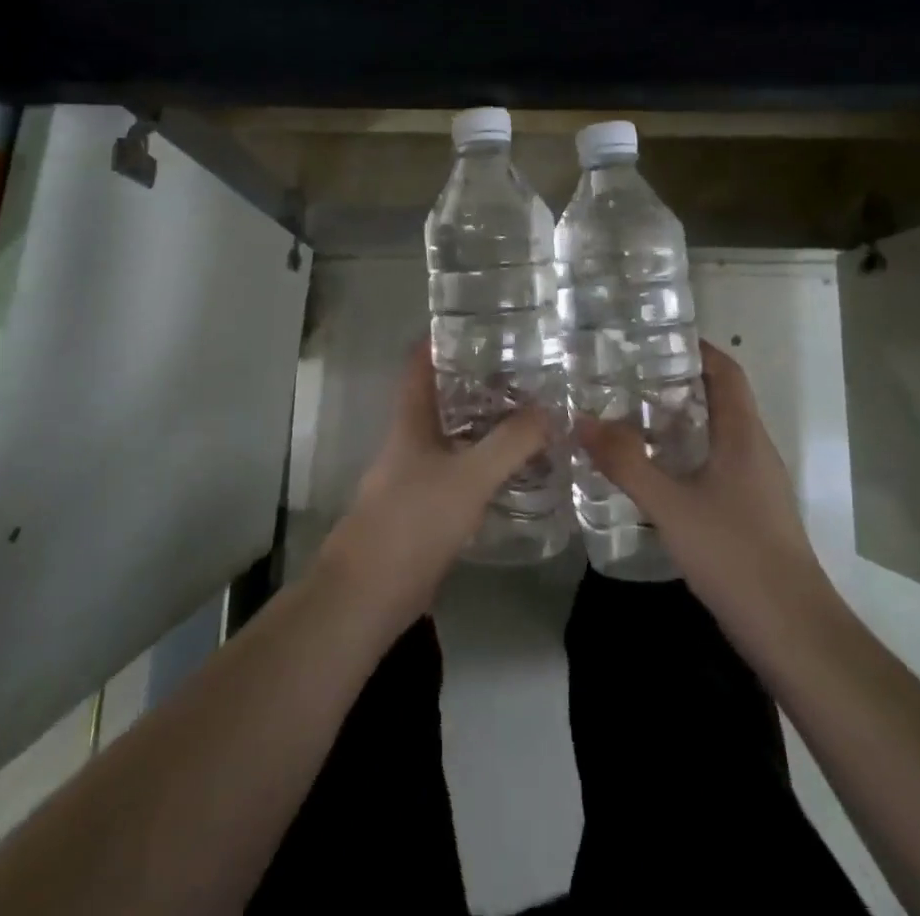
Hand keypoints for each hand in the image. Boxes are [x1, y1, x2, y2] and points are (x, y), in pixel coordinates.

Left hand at [317, 343, 548, 637]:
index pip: (419, 365)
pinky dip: (484, 464)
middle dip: (477, 382)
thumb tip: (550, 410)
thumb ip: (510, 443)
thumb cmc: (412, 521)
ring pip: (453, 437)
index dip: (440, 340)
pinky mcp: (424, 510)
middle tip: (524, 371)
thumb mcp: (469, 476)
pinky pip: (459, 473)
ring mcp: (414, 477)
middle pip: (441, 399)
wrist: (368, 595)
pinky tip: (514, 470)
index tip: (476, 324)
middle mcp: (410, 442)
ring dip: (485, 424)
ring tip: (530, 414)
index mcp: (410, 422)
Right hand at [579, 341, 841, 664]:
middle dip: (678, 382)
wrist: (794, 632)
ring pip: (718, 434)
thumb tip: (580, 420)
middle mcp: (755, 450)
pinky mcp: (752, 513)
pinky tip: (656, 472)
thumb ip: (625, 463)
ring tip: (632, 416)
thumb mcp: (671, 506)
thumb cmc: (736, 555)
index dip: (697, 348)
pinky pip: (717, 464)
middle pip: (721, 399)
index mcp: (744, 435)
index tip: (656, 338)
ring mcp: (757, 484)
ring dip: (682, 420)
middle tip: (628, 376)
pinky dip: (687, 454)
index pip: (726, 371)